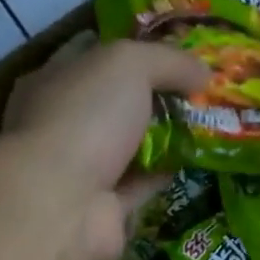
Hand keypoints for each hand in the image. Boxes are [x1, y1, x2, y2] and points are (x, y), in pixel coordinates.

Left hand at [3, 37, 208, 259]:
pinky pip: (140, 183)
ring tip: (206, 124)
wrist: (65, 204)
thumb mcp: (128, 65)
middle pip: (115, 104)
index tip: (175, 53)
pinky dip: (164, 173)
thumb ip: (168, 61)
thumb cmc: (86, 119)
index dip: (134, 51)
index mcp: (54, 81)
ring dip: (163, 137)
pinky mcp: (105, 207)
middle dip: (155, 96)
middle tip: (199, 89)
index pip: (94, 57)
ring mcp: (81, 169)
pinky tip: (194, 161)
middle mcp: (63, 124)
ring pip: (129, 146)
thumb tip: (205, 72)